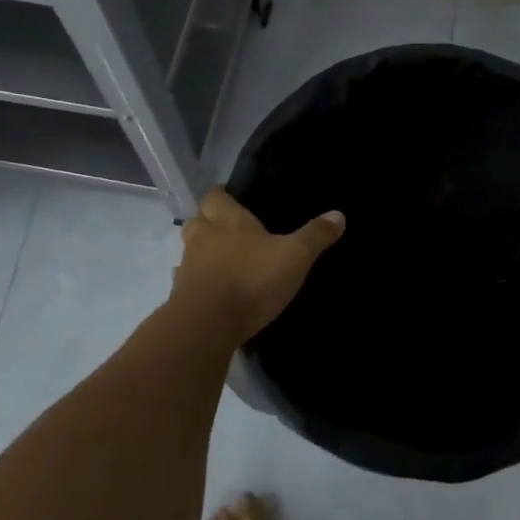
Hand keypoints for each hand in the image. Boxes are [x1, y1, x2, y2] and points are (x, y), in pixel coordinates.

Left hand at [171, 187, 344, 344]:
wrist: (207, 325)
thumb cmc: (252, 279)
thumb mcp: (295, 256)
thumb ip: (315, 236)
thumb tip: (339, 215)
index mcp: (228, 219)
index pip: (215, 195)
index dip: (223, 194)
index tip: (233, 197)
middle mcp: (202, 236)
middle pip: (198, 219)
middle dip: (210, 221)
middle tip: (230, 228)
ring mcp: (187, 266)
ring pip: (191, 249)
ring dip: (203, 251)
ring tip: (224, 259)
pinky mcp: (180, 294)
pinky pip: (187, 280)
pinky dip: (198, 280)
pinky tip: (213, 289)